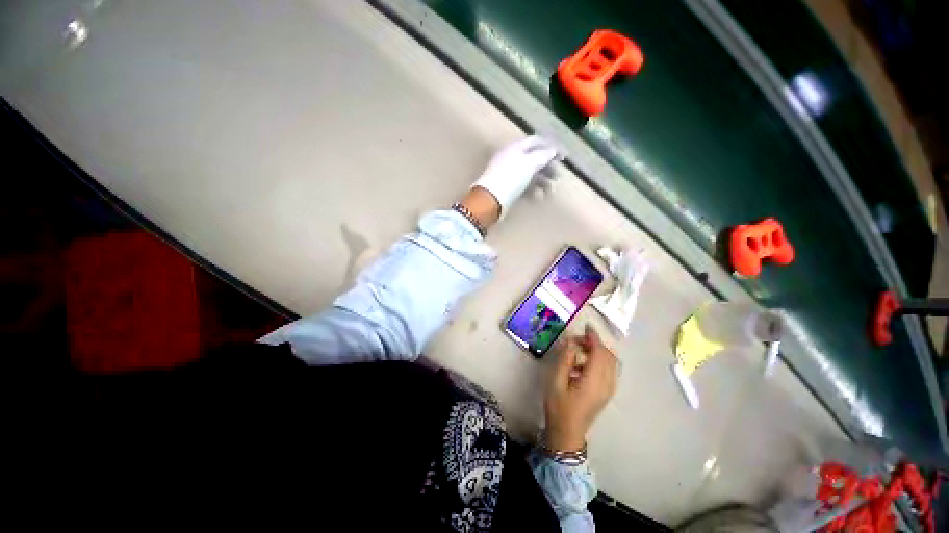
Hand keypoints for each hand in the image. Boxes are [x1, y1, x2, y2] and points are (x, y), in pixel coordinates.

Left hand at [473, 136, 560, 217]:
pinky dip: (531, 190)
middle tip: (558, 176)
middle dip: (547, 167)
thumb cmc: (511, 177)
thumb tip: (553, 150)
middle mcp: (511, 158)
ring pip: (528, 174)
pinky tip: (537, 197)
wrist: (490, 199)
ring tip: (549, 190)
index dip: (551, 147)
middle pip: (533, 158)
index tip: (564, 157)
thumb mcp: (530, 163)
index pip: (536, 141)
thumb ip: (543, 155)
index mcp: (516, 147)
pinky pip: (522, 186)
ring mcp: (508, 174)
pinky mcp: (506, 188)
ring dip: (541, 180)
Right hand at [543, 325, 617, 451]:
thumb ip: (565, 359)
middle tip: (577, 339)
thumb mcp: (556, 381)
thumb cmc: (559, 407)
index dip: (594, 338)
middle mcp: (607, 384)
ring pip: (610, 363)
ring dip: (597, 351)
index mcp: (594, 381)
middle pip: (608, 356)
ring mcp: (609, 389)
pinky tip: (581, 364)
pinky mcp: (606, 392)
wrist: (567, 433)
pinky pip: (608, 370)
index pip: (600, 353)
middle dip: (595, 343)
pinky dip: (598, 360)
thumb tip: (571, 341)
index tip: (585, 326)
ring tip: (577, 350)